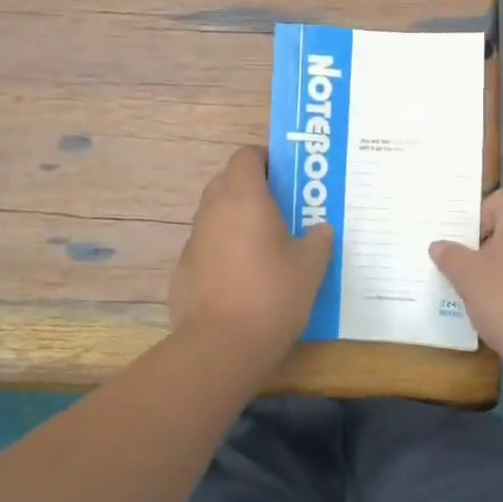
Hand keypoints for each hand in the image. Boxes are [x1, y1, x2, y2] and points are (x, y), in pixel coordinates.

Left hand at [169, 146, 333, 359]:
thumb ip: (318, 240)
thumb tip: (320, 230)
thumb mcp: (311, 266)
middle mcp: (213, 210)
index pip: (246, 155)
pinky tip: (240, 279)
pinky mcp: (182, 270)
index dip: (265, 159)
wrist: (221, 346)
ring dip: (234, 219)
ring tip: (262, 244)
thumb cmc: (273, 295)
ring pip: (214, 214)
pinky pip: (206, 247)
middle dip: (250, 187)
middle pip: (227, 180)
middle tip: (279, 207)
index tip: (285, 176)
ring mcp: (193, 240)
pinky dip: (221, 251)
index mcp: (244, 197)